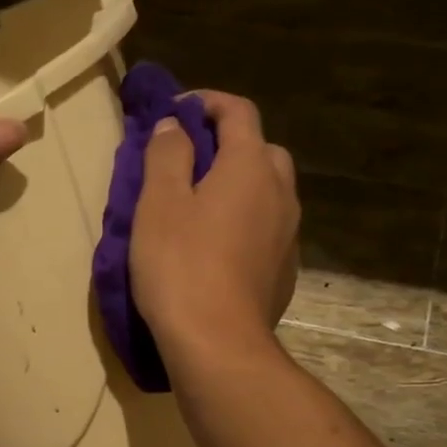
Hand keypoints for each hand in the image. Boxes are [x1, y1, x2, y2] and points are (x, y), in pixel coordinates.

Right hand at [131, 90, 299, 351]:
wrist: (218, 343)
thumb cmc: (181, 267)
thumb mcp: (158, 204)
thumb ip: (166, 155)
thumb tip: (174, 125)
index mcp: (250, 165)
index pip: (238, 111)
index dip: (206, 103)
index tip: (175, 111)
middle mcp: (281, 192)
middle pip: (260, 151)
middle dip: (227, 146)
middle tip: (189, 164)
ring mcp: (289, 235)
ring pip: (267, 193)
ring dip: (238, 188)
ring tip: (201, 210)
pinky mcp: (285, 272)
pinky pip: (267, 231)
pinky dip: (245, 225)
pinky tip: (218, 251)